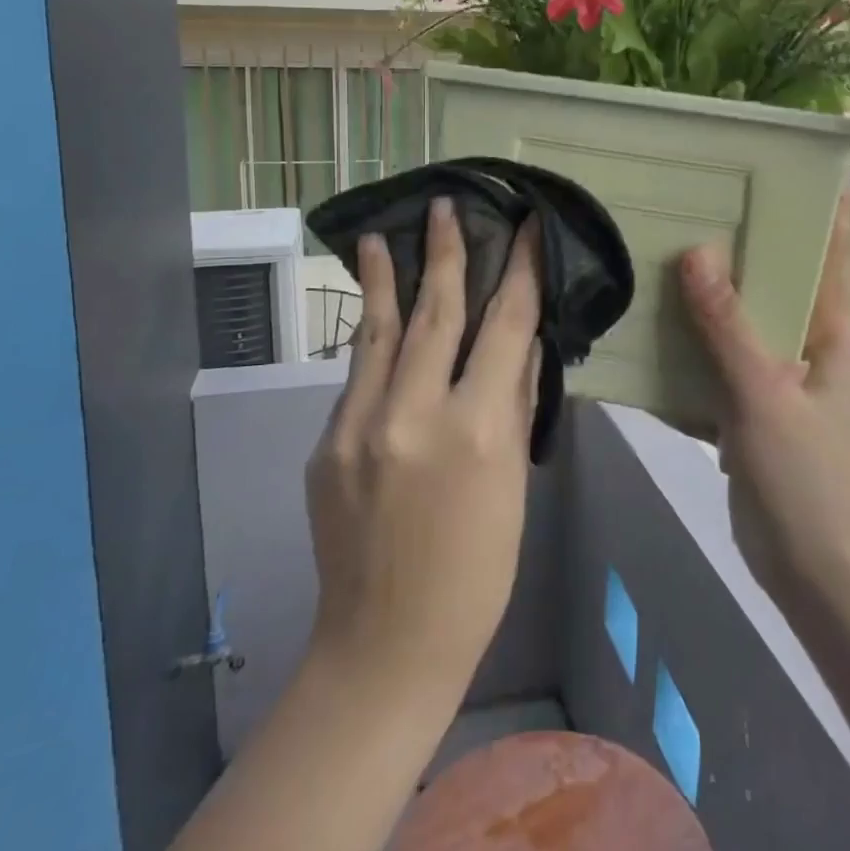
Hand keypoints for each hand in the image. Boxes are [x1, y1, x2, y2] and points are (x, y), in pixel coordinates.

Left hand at [304, 198, 541, 706]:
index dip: (519, 270)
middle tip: (445, 205)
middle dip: (446, 253)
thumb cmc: (476, 572)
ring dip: (385, 280)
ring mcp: (359, 425)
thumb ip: (513, 404)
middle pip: (436, 312)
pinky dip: (371, 342)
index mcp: (476, 429)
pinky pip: (358, 377)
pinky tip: (375, 321)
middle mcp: (414, 413)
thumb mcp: (512, 486)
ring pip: (379, 331)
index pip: (505, 326)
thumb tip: (519, 341)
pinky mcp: (325, 442)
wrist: (386, 644)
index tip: (524, 228)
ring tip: (383, 235)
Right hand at [679, 196, 849, 616]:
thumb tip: (696, 251)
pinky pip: (718, 362)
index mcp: (834, 331)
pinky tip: (648, 325)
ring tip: (660, 247)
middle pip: (778, 277)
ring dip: (709, 292)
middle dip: (742, 241)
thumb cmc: (810, 482)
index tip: (777, 162)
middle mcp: (810, 345)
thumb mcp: (765, 397)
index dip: (817, 203)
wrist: (819, 580)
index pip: (833, 249)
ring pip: (742, 319)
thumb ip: (728, 326)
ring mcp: (778, 379)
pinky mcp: (750, 410)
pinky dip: (691, 344)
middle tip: (693, 197)